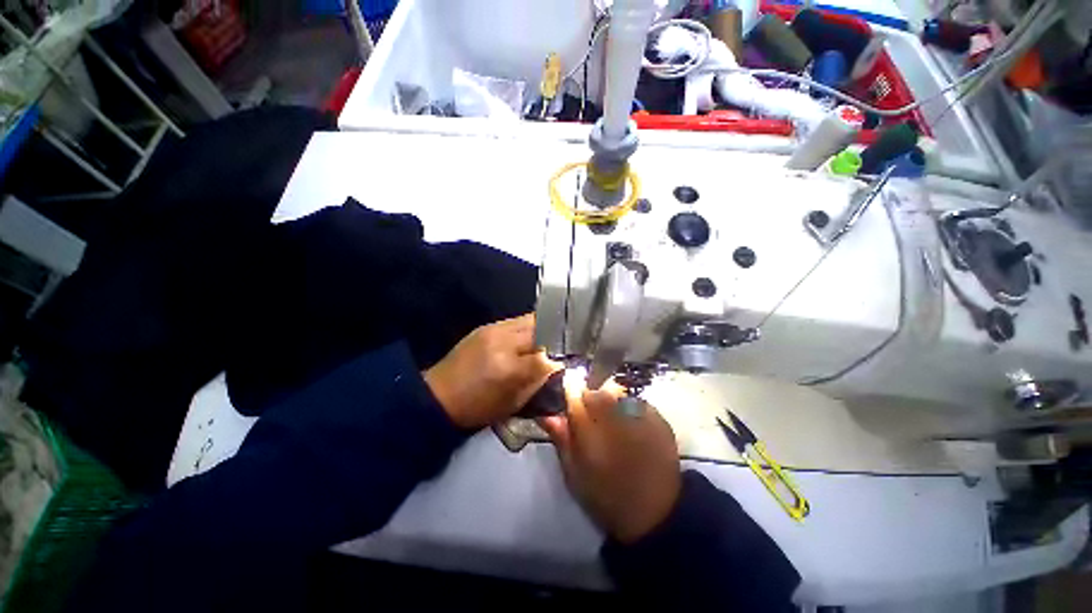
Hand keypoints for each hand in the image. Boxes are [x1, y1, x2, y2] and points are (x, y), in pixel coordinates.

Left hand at [424, 314, 559, 429]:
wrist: (438, 396)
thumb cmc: (478, 407)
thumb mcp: (513, 402)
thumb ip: (537, 380)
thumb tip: (557, 364)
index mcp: (509, 367)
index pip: (546, 354)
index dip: (560, 355)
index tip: (569, 357)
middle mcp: (502, 341)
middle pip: (540, 327)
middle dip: (555, 335)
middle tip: (562, 344)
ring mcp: (492, 329)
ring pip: (529, 319)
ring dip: (543, 327)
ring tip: (548, 338)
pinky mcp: (486, 326)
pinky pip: (515, 321)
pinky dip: (527, 327)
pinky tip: (529, 336)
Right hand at [540, 382, 681, 543]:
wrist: (655, 514)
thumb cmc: (606, 496)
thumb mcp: (574, 473)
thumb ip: (561, 439)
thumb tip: (547, 414)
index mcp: (590, 428)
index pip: (573, 393)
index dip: (569, 394)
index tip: (569, 403)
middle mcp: (614, 414)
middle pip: (596, 391)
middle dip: (590, 400)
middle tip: (593, 421)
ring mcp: (639, 414)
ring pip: (617, 393)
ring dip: (611, 403)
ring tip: (614, 426)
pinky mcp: (658, 418)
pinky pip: (636, 402)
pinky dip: (629, 410)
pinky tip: (632, 429)